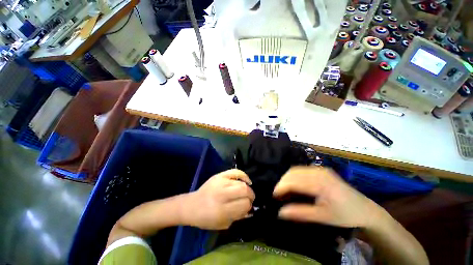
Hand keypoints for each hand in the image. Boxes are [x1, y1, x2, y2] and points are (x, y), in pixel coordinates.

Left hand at [181, 169, 254, 229]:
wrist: (192, 206)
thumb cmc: (206, 218)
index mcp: (222, 210)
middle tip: (250, 200)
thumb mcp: (223, 224)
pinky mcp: (219, 175)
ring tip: (247, 192)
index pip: (244, 204)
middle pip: (244, 191)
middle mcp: (222, 194)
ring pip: (241, 183)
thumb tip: (250, 209)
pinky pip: (235, 172)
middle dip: (251, 196)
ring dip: (247, 188)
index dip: (249, 206)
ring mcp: (220, 182)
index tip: (248, 208)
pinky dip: (243, 175)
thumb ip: (238, 216)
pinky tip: (247, 181)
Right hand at [273, 166, 382, 227]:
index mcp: (320, 182)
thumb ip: (301, 213)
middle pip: (292, 172)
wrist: (366, 209)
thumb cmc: (345, 215)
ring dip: (287, 179)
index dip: (281, 187)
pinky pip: (301, 170)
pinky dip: (293, 177)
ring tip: (284, 190)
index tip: (274, 196)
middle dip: (282, 182)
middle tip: (278, 194)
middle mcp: (318, 171)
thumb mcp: (324, 217)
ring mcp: (320, 169)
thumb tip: (280, 212)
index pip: (293, 181)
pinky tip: (293, 185)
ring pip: (295, 170)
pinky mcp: (320, 170)